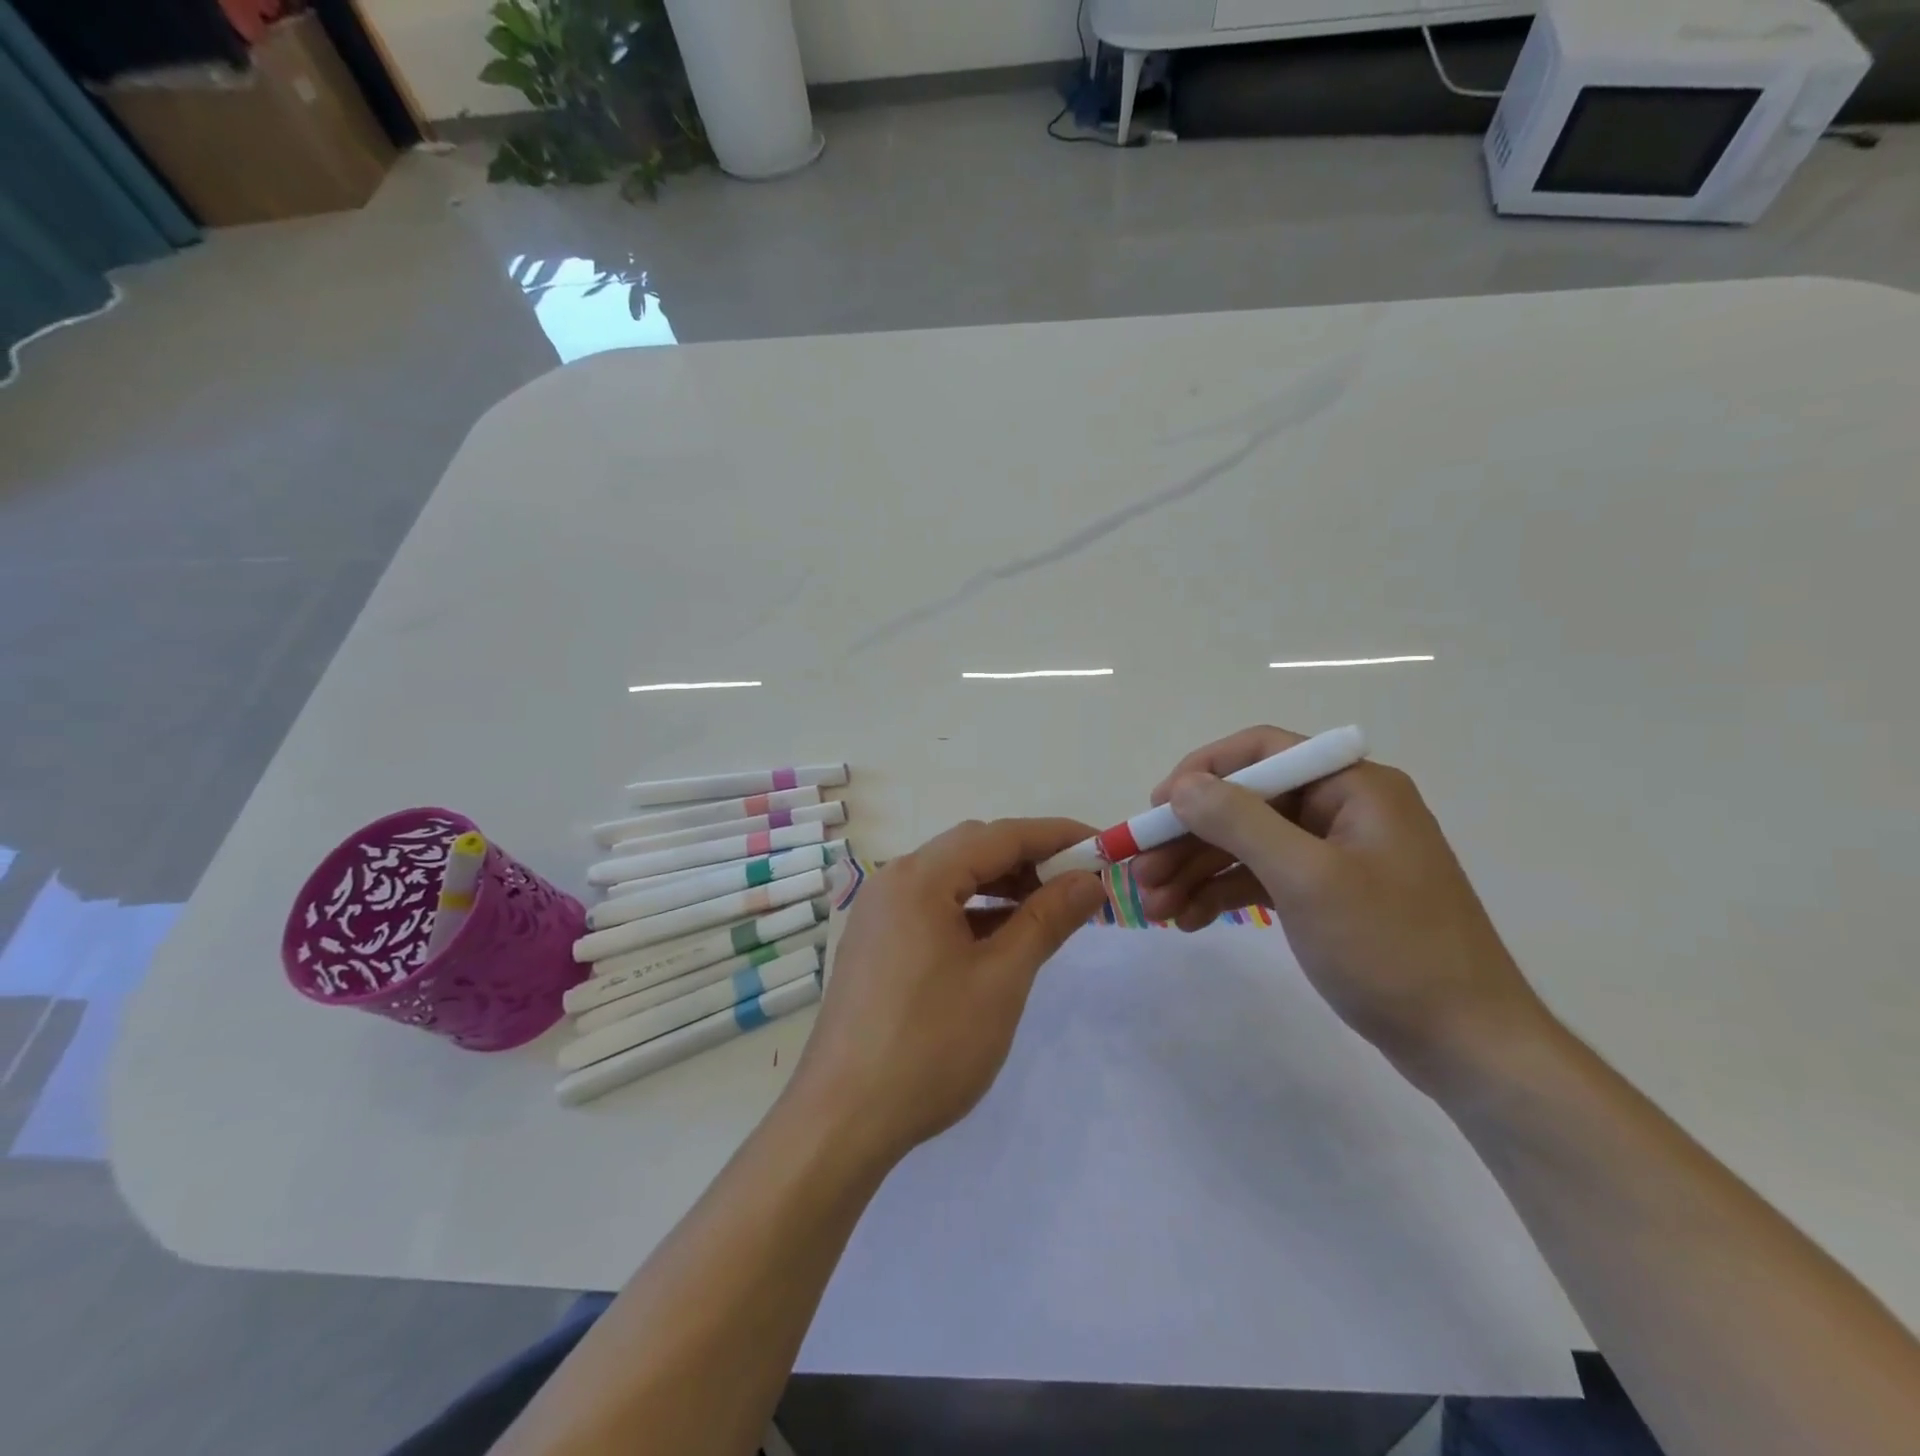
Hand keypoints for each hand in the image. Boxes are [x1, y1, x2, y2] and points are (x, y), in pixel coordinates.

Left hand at [786, 818, 1107, 1164]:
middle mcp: (893, 881)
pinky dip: (972, 913)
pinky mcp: (875, 944)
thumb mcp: (1001, 980)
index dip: (1056, 836)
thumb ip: (1046, 920)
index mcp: (920, 878)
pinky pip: (932, 908)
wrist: (842, 1119)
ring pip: (951, 880)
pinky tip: (1000, 941)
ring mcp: (879, 913)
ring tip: (1047, 913)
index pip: (1000, 835)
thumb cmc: (930, 1045)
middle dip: (1029, 860)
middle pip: (972, 850)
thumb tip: (1089, 881)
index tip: (1103, 848)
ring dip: (1001, 887)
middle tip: (1078, 887)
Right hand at [1131, 726, 1549, 1087]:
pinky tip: (1187, 921)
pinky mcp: (1327, 896)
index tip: (1156, 809)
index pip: (1262, 752)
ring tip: (1154, 910)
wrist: (1467, 1046)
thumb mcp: (1307, 878)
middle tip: (1140, 874)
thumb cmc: (1391, 949)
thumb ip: (1240, 822)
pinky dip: (1223, 895)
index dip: (1202, 773)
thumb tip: (1182, 785)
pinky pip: (1262, 879)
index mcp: (1353, 787)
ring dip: (1196, 871)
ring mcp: (1335, 856)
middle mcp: (1343, 810)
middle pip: (1246, 804)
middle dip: (1189, 838)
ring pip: (1247, 845)